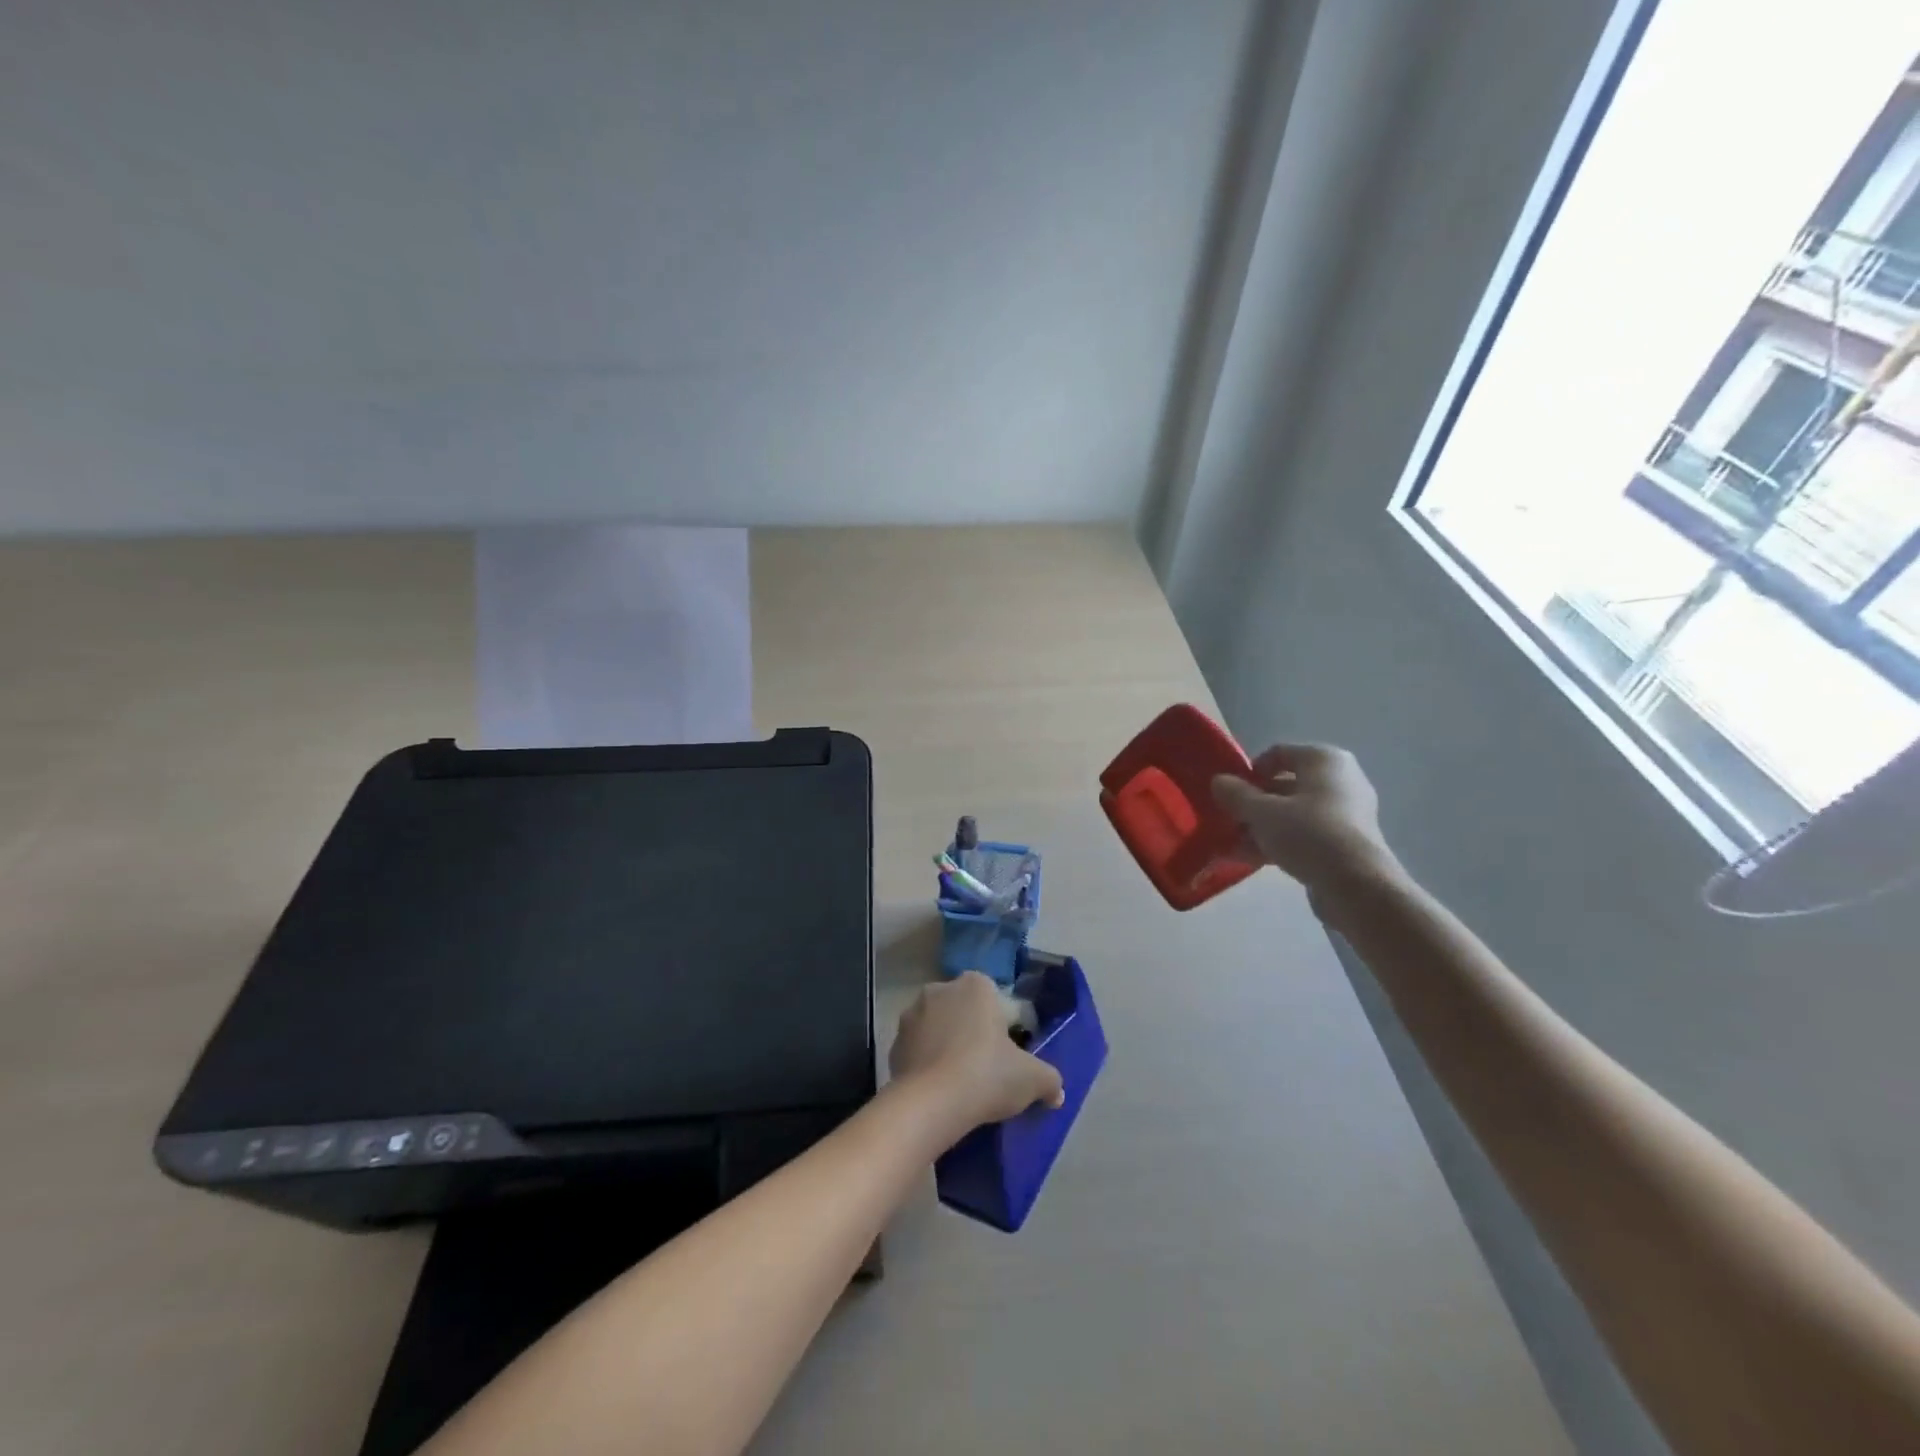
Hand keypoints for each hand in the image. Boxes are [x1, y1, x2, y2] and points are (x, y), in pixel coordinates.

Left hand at [889, 972, 1064, 1138]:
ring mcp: (912, 1014)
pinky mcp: (894, 1042)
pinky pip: (918, 1049)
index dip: (1005, 1026)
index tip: (1009, 1055)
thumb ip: (1049, 1080)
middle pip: (965, 1010)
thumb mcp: (1031, 1079)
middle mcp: (941, 989)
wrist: (930, 1103)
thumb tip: (1056, 1092)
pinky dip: (927, 1064)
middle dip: (974, 1033)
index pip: (996, 999)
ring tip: (961, 1083)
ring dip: (948, 1046)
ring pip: (939, 1028)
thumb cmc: (986, 1074)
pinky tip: (939, 1090)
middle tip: (988, 1069)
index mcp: (976, 985)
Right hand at [1211, 743, 1400, 901]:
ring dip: (1262, 827)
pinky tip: (1253, 860)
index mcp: (1324, 760)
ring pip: (1293, 813)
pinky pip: (1305, 834)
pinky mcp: (1346, 842)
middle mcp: (1340, 780)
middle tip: (1229, 821)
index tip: (1230, 793)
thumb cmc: (1308, 834)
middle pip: (1284, 785)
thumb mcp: (1262, 812)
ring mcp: (1346, 813)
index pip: (1278, 753)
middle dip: (1253, 804)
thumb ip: (1236, 794)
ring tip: (1235, 846)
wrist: (1357, 886)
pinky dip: (1281, 842)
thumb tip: (1218, 781)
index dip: (1250, 771)